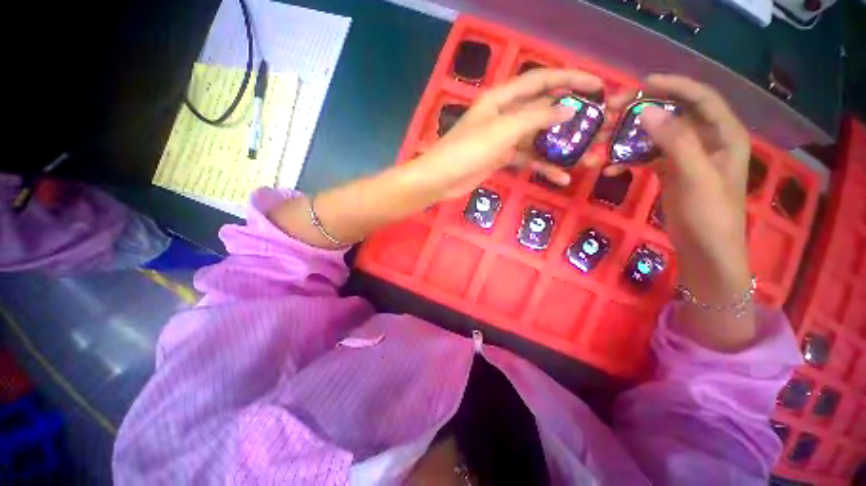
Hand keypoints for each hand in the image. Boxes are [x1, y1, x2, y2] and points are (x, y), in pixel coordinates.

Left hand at [413, 69, 603, 197]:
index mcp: (502, 98)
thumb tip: (568, 111)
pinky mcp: (502, 158)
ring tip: (590, 155)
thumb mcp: (503, 130)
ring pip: (538, 138)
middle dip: (571, 117)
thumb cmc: (468, 150)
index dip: (570, 79)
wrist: (442, 179)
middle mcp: (505, 114)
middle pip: (543, 110)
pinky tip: (561, 177)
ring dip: (561, 147)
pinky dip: (542, 167)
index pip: (541, 80)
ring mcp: (504, 138)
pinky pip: (527, 159)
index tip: (598, 85)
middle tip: (601, 124)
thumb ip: (535, 118)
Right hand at [598, 75, 750, 267]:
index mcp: (724, 134)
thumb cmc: (709, 214)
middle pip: (674, 114)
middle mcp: (707, 139)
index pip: (700, 98)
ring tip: (604, 140)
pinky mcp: (670, 171)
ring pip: (656, 135)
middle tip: (613, 113)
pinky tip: (612, 167)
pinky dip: (629, 158)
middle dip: (644, 111)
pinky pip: (647, 156)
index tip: (641, 84)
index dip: (674, 86)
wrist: (704, 250)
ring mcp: (687, 156)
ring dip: (630, 136)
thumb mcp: (695, 176)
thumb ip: (674, 141)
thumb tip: (647, 111)